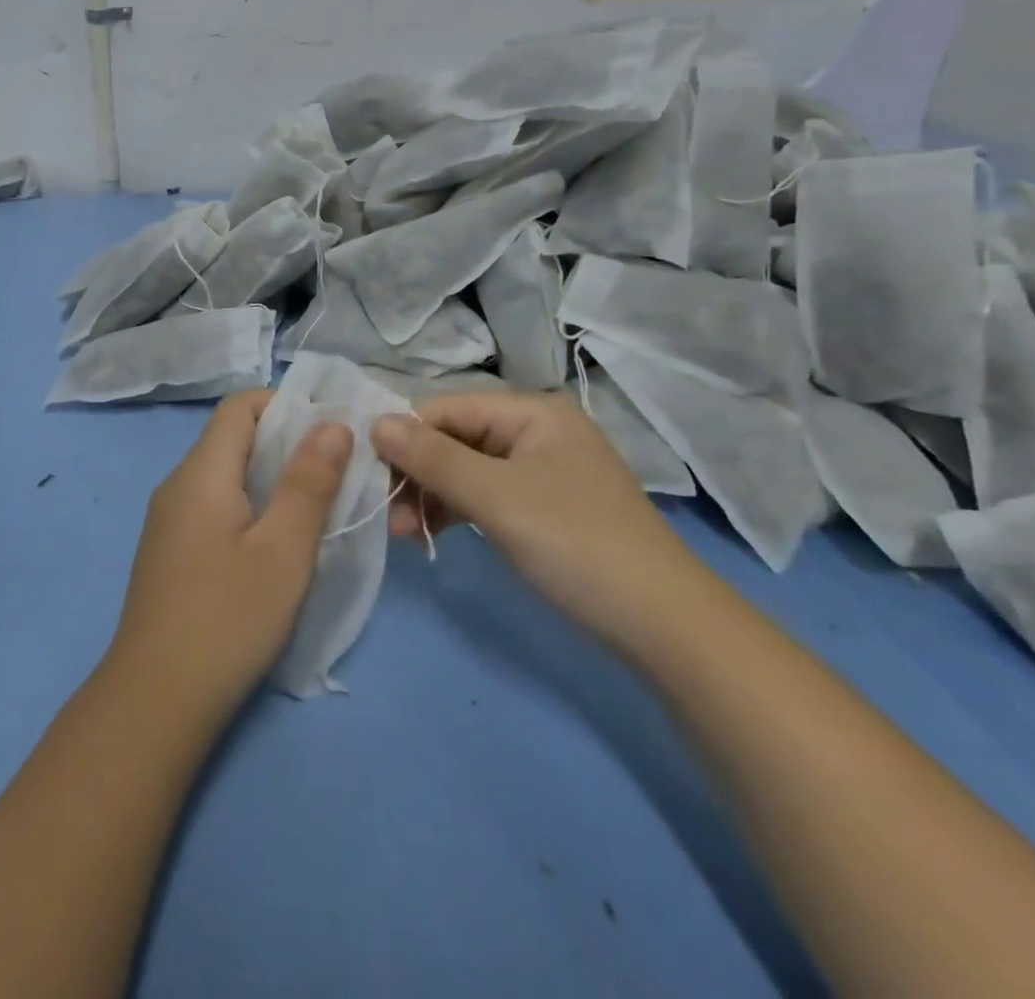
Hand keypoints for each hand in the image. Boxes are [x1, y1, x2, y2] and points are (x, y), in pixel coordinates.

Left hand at [105, 391, 352, 724]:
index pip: (239, 407)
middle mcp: (177, 485)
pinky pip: (214, 505)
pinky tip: (276, 541)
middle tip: (336, 469)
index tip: (330, 430)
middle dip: (286, 443)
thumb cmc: (227, 619)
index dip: (286, 405)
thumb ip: (309, 483)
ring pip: (225, 474)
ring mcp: (169, 519)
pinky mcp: (171, 550)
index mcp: (200, 473)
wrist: (155, 701)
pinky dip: (250, 505)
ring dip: (271, 477)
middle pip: (232, 438)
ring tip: (315, 503)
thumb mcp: (283, 550)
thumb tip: (332, 424)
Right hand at [371, 391, 704, 647]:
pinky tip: (431, 536)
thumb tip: (375, 422)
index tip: (370, 474)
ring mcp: (540, 471)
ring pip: (465, 470)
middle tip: (387, 514)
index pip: (448, 408)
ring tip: (404, 534)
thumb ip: (433, 458)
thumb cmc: (576, 544)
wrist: (664, 625)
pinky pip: (484, 496)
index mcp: (532, 412)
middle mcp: (536, 431)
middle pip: (455, 438)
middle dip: (417, 473)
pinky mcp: (541, 507)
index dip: (406, 435)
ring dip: (430, 496)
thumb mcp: (497, 497)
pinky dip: (455, 512)